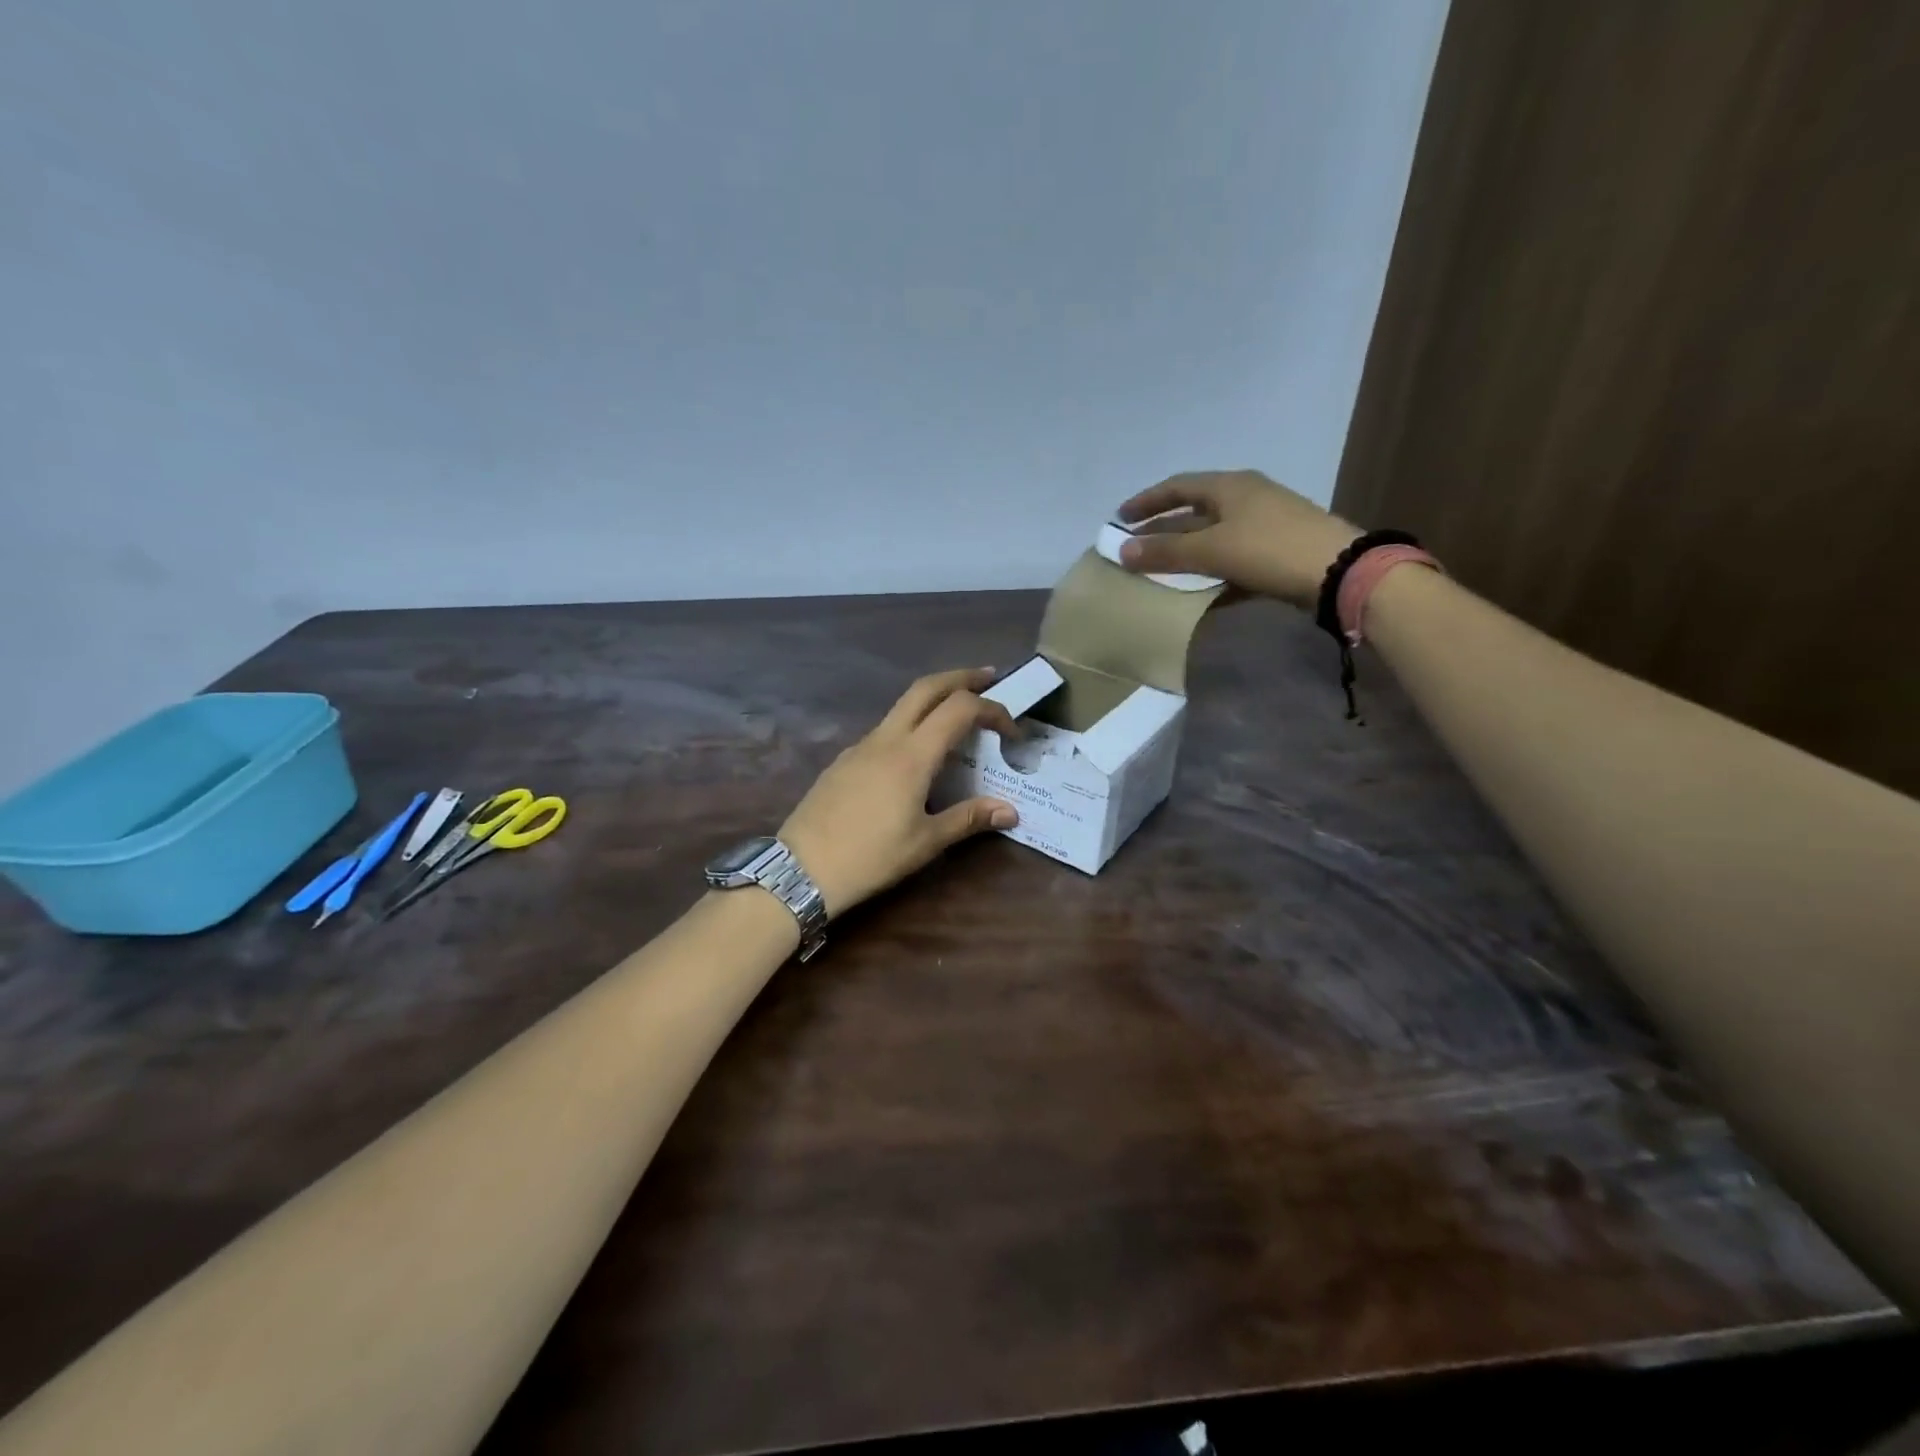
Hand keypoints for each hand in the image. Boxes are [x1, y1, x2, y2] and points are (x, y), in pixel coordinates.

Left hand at [779, 668, 1021, 916]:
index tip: (1011, 731)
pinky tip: (917, 753)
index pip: (960, 709)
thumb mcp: (926, 842)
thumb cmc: (870, 857)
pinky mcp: (844, 760)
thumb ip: (969, 819)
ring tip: (958, 715)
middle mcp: (886, 739)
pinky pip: (885, 729)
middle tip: (989, 677)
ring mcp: (860, 746)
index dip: (992, 709)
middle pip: (926, 687)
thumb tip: (1011, 811)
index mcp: (912, 755)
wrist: (801, 869)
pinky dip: (911, 724)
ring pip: (902, 706)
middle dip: (961, 677)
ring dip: (934, 699)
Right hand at [1114, 470, 1359, 609]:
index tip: (1119, 518)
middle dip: (1161, 530)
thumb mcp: (1212, 549)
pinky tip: (1196, 592)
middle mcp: (1245, 499)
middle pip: (1193, 512)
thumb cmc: (1269, 549)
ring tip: (1157, 571)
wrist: (1339, 571)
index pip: (1177, 486)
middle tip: (1133, 548)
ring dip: (1184, 553)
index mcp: (1229, 486)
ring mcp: (1263, 525)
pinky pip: (1231, 558)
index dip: (1146, 501)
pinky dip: (1209, 571)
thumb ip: (1166, 551)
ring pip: (1211, 537)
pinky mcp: (1274, 552)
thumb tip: (1121, 550)